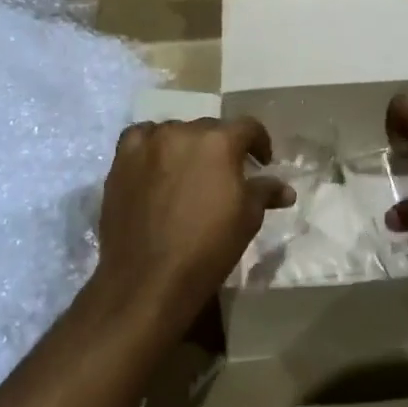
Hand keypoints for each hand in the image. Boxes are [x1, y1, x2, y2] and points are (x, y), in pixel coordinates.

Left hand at [94, 118, 293, 328]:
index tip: (262, 162)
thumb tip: (286, 190)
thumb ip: (265, 192)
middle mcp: (183, 132)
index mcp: (219, 141)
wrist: (149, 278)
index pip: (248, 127)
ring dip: (187, 145)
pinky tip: (156, 163)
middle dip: (222, 146)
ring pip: (175, 132)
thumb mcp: (247, 219)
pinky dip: (152, 144)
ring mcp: (148, 144)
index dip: (259, 143)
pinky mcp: (121, 160)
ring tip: (190, 170)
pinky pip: (140, 138)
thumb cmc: (208, 247)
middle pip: (210, 128)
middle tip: (226, 172)